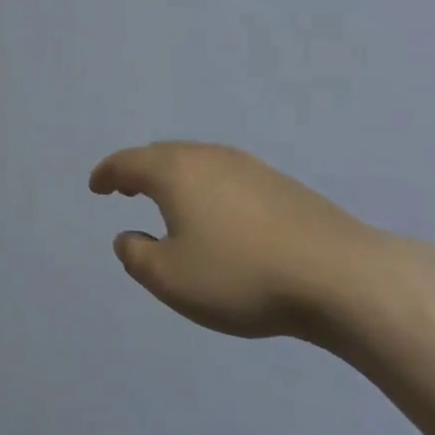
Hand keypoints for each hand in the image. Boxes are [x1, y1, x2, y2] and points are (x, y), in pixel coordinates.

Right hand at [90, 142, 376, 339]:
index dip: (106, 174)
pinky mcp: (279, 184)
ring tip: (168, 202)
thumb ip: (136, 255)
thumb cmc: (241, 275)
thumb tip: (128, 236)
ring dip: (174, 178)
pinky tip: (217, 215)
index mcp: (173, 172)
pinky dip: (206, 188)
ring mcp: (247, 166)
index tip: (95, 187)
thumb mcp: (170, 279)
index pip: (126, 163)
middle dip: (138, 171)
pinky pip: (225, 177)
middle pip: (161, 155)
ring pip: (196, 163)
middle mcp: (206, 157)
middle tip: (125, 188)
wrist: (339, 275)